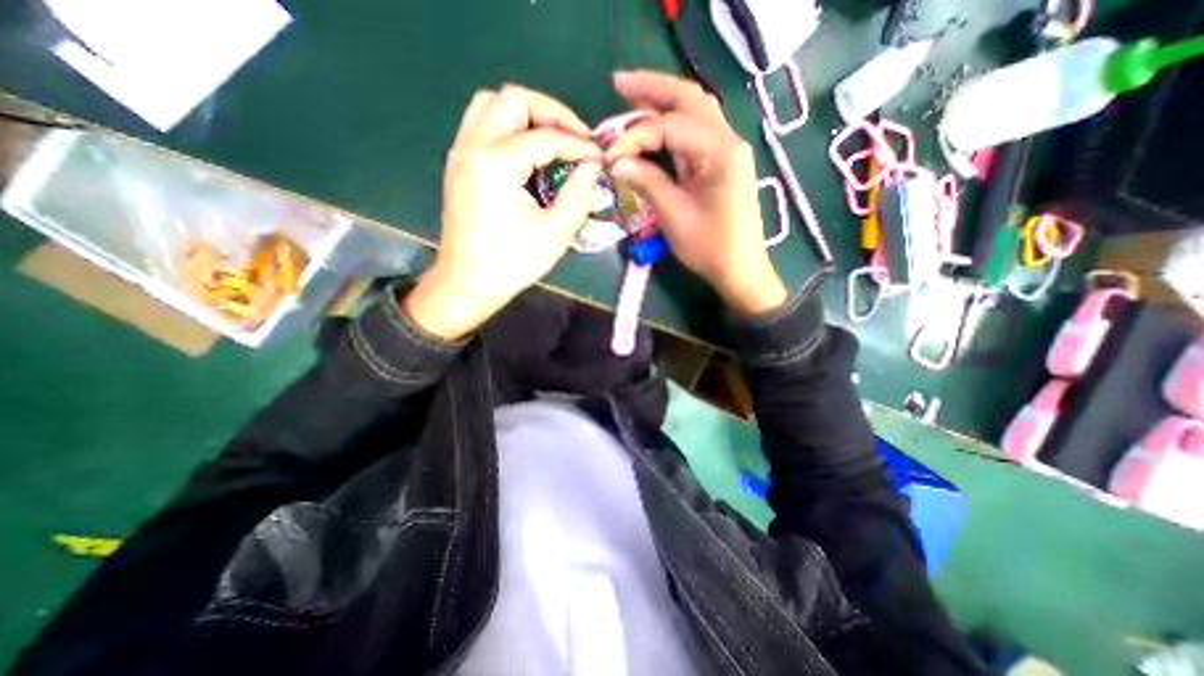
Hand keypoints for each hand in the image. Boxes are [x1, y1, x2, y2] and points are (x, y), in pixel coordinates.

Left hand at [409, 84, 605, 337]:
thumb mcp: (554, 234)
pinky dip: (509, 127)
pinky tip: (528, 154)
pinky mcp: (459, 165)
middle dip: (551, 113)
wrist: (466, 284)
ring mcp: (461, 154)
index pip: (546, 137)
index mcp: (497, 164)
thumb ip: (577, 195)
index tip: (599, 159)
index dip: (579, 144)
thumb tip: (591, 167)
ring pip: (492, 105)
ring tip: (554, 141)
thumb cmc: (511, 264)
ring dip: (527, 115)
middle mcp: (473, 147)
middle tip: (576, 139)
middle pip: (513, 99)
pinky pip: (482, 125)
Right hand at [608, 72, 785, 312]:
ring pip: (695, 111)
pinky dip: (672, 124)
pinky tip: (653, 123)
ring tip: (631, 94)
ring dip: (663, 100)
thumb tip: (615, 162)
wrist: (741, 270)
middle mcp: (729, 141)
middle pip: (690, 99)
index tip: (610, 154)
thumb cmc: (710, 249)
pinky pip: (696, 132)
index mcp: (721, 154)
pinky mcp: (722, 162)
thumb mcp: (674, 217)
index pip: (671, 126)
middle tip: (618, 83)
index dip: (636, 135)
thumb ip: (647, 183)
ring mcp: (728, 150)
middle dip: (653, 88)